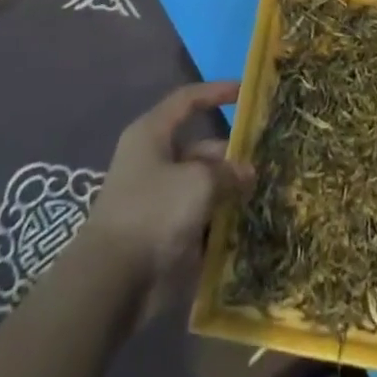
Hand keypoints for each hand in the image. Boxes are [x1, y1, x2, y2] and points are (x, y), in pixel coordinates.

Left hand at [86, 81, 254, 304]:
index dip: (216, 92)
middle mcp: (153, 161)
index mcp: (152, 134)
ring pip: (201, 187)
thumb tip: (247, 172)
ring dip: (228, 192)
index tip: (246, 93)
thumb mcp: (198, 182)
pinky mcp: (161, 233)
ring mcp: (157, 199)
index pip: (188, 100)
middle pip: (200, 149)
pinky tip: (246, 228)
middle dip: (231, 157)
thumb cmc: (153, 211)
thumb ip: (227, 172)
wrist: (111, 283)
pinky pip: (196, 219)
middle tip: (266, 164)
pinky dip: (217, 223)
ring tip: (263, 196)